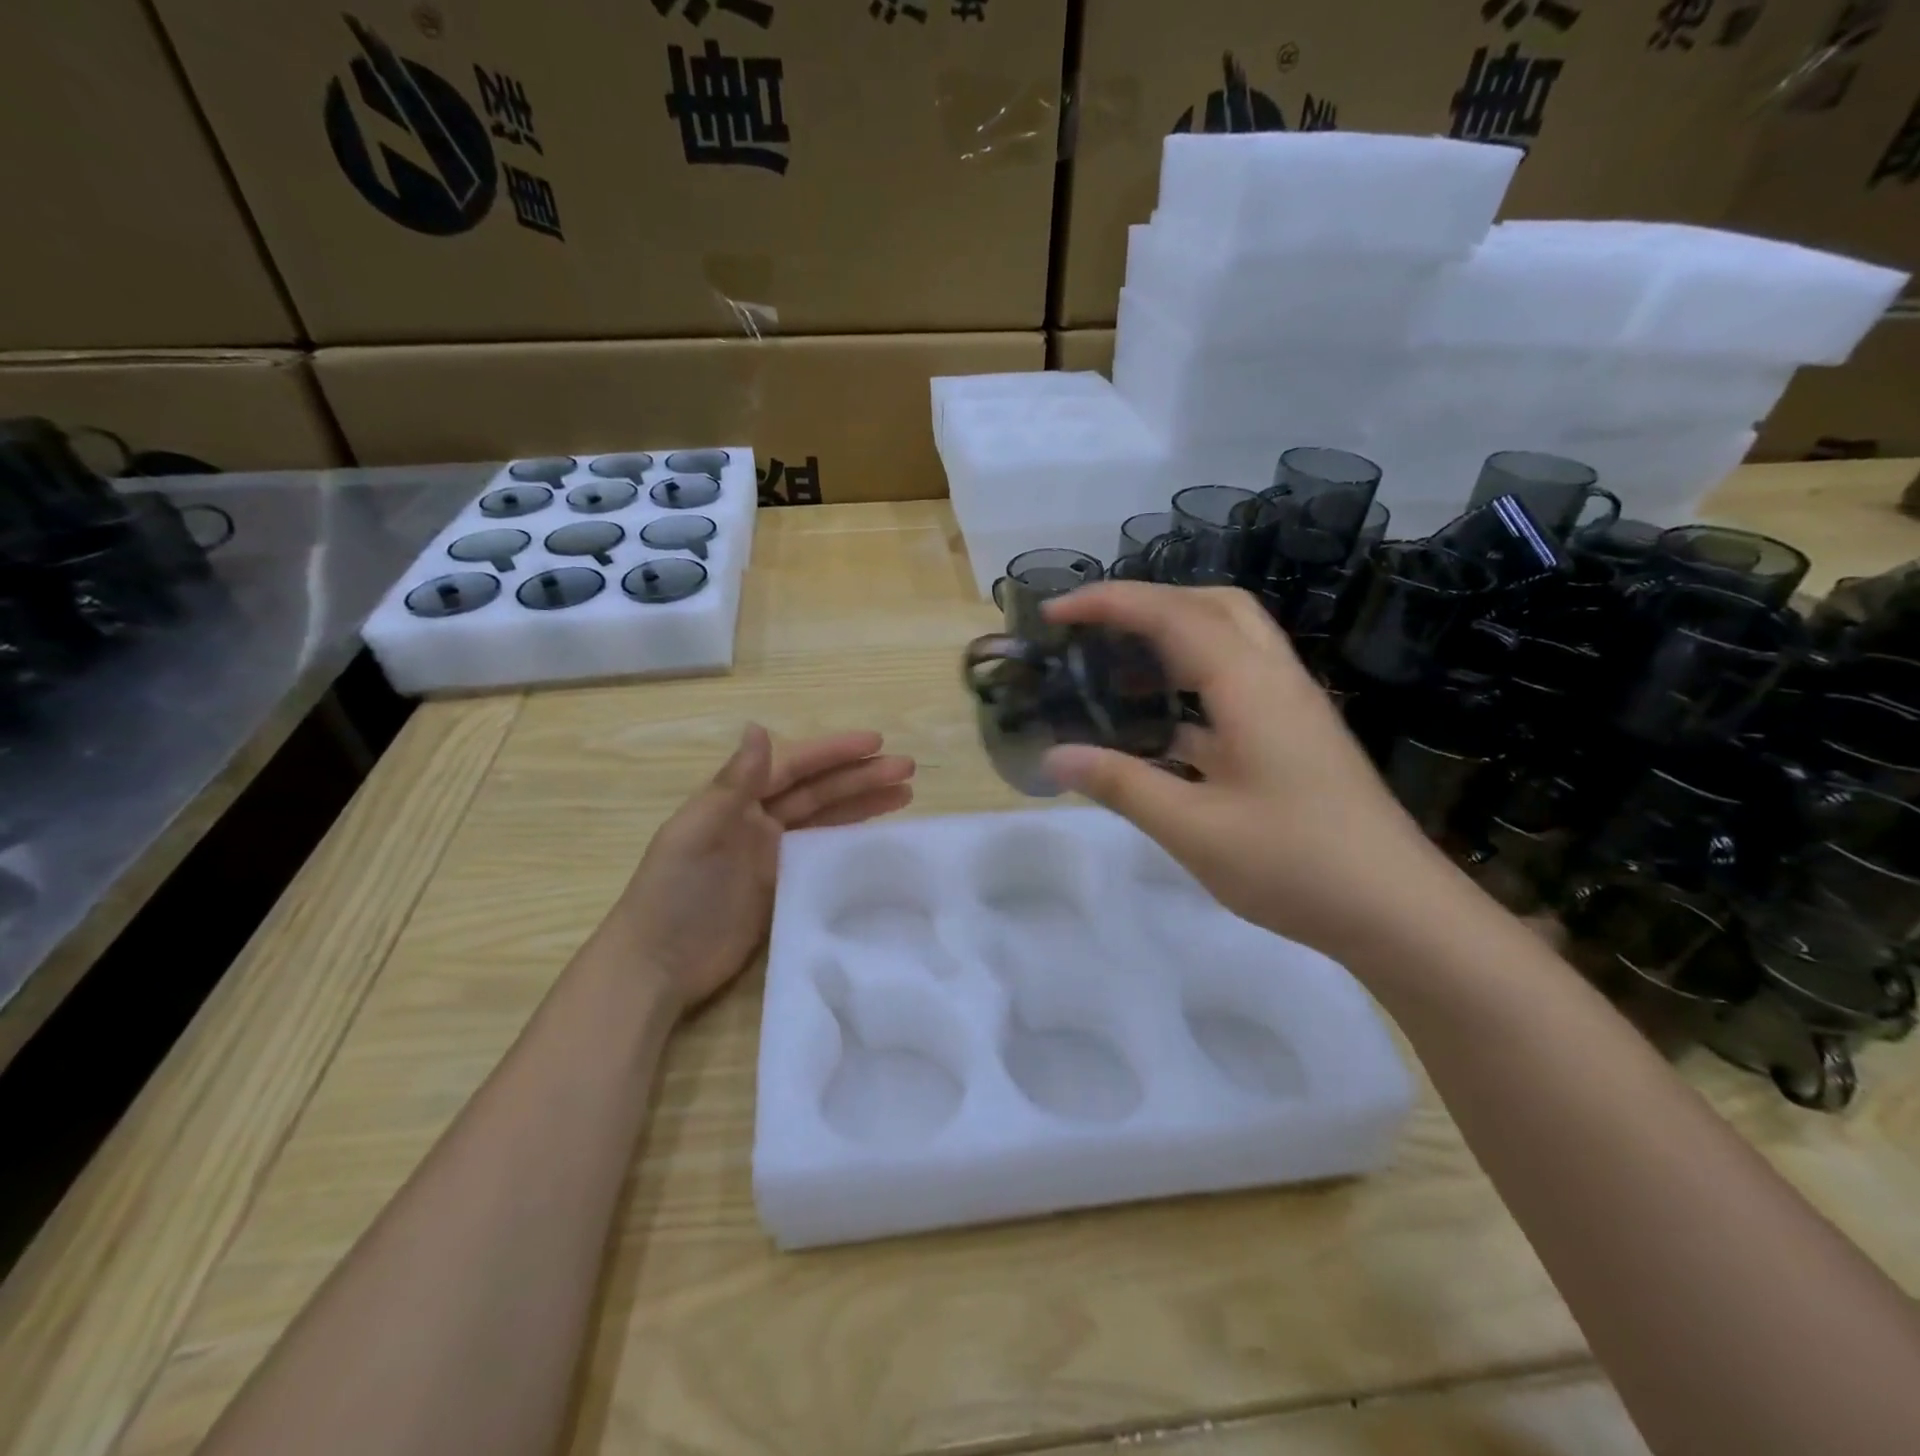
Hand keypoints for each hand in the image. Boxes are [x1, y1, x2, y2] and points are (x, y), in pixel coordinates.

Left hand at [605, 726, 914, 1012]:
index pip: (794, 768)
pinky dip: (849, 842)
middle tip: (907, 768)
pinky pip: (823, 856)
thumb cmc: (673, 892)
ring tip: (906, 794)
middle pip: (819, 791)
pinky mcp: (782, 888)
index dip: (835, 753)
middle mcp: (758, 821)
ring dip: (863, 804)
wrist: (657, 965)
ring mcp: (772, 856)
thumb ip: (733, 784)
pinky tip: (878, 837)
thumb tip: (758, 727)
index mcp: (736, 801)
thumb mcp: (697, 832)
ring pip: (826, 820)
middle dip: (861, 777)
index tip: (877, 743)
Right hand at [1041, 583, 1454, 955]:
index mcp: (1249, 686)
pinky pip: (1236, 684)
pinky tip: (1157, 728)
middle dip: (1146, 603)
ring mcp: (1290, 707)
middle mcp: (1274, 679)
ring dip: (1171, 639)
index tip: (1055, 613)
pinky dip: (1190, 685)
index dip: (1109, 602)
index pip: (1172, 614)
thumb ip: (1121, 784)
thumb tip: (1055, 756)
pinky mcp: (1295, 736)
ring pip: (1228, 641)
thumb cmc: (1294, 865)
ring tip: (1115, 669)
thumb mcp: (1193, 829)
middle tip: (1092, 630)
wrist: (1398, 912)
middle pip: (1211, 605)